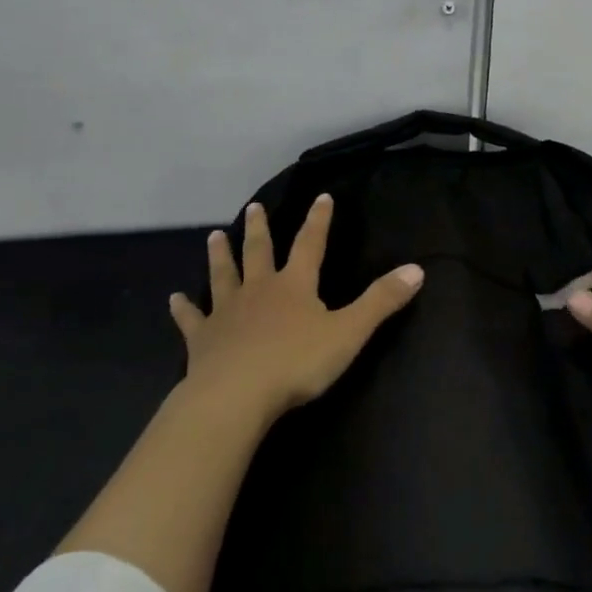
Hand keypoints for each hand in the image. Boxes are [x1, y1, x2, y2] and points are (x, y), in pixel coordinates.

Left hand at [169, 194, 424, 423]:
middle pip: (259, 252)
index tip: (321, 197)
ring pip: (223, 276)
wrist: (236, 395)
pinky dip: (183, 308)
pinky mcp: (202, 339)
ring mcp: (227, 312)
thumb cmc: (296, 363)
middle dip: (260, 229)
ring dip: (219, 256)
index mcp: (294, 286)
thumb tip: (417, 269)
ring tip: (214, 236)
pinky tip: (174, 299)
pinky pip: (192, 319)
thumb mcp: (349, 332)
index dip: (318, 221)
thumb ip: (381, 301)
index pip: (310, 245)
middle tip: (254, 207)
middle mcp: (258, 290)